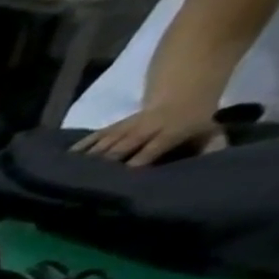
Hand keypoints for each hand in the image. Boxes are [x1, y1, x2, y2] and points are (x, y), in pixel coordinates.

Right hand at [71, 101, 226, 166]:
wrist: (182, 93)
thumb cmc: (193, 121)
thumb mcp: (210, 132)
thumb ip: (211, 148)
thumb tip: (212, 164)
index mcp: (169, 132)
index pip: (149, 151)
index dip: (135, 165)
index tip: (122, 181)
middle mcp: (144, 130)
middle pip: (119, 149)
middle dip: (104, 165)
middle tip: (88, 184)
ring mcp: (125, 127)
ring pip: (104, 145)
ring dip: (88, 161)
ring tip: (71, 178)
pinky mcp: (112, 127)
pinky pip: (93, 138)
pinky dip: (79, 148)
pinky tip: (66, 161)